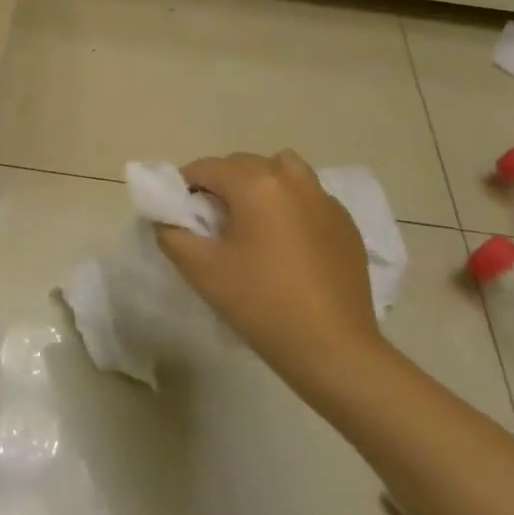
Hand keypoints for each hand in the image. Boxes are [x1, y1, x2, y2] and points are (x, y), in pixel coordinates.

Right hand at [155, 150, 393, 400]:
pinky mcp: (346, 224)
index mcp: (256, 184)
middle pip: (243, 165)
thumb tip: (167, 218)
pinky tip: (286, 243)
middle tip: (210, 221)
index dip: (184, 186)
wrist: (333, 349)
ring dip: (259, 184)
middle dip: (221, 183)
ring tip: (251, 221)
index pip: (206, 167)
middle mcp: (292, 180)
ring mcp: (325, 200)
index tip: (179, 213)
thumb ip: (172, 233)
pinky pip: (308, 196)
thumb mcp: (200, 269)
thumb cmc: (260, 303)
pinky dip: (290, 204)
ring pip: (282, 171)